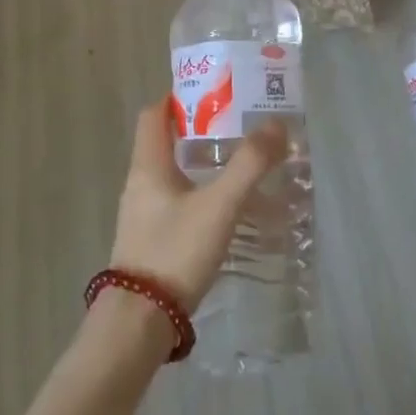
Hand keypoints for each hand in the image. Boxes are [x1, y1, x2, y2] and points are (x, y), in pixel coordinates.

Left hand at [109, 100, 288, 314]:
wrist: (140, 322)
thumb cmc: (175, 251)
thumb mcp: (219, 205)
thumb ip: (249, 165)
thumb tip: (276, 124)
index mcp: (148, 166)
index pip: (154, 115)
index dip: (179, 97)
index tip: (213, 92)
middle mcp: (140, 184)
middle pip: (166, 142)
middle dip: (201, 130)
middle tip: (239, 126)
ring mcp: (143, 215)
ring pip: (173, 175)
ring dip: (203, 164)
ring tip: (242, 165)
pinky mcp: (152, 241)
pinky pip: (177, 203)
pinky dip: (201, 194)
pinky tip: (228, 209)